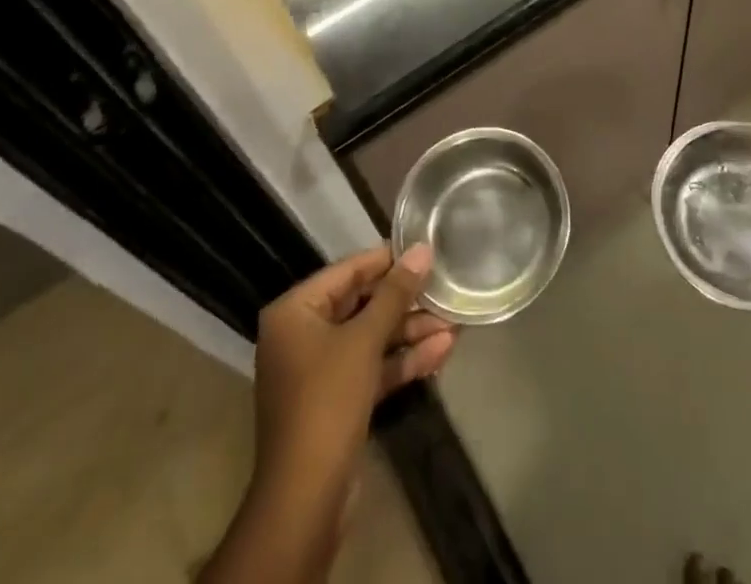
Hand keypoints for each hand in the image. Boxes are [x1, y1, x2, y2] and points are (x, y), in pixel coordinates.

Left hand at [252, 245, 455, 495]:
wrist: (306, 500)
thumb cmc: (327, 401)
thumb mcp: (364, 340)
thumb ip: (395, 293)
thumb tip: (422, 250)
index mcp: (295, 311)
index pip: (347, 271)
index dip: (387, 260)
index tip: (425, 250)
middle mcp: (302, 334)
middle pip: (361, 304)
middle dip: (406, 302)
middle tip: (445, 288)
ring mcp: (320, 370)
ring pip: (371, 338)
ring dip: (411, 332)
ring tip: (455, 321)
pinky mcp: (338, 400)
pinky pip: (372, 368)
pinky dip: (402, 360)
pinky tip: (442, 351)